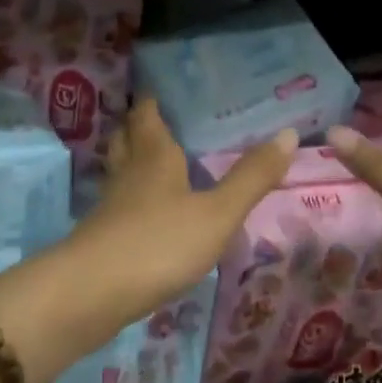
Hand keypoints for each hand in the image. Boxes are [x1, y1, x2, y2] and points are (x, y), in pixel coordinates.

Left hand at [72, 98, 298, 326]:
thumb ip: (251, 177)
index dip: (153, 101)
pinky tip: (146, 212)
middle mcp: (129, 172)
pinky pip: (118, 204)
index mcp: (154, 156)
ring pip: (120, 170)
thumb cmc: (160, 243)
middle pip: (128, 138)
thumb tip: (288, 133)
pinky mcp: (102, 236)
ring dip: (132, 159)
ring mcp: (111, 205)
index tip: (164, 90)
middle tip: (161, 120)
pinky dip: (131, 197)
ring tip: (154, 160)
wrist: (93, 293)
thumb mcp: (218, 213)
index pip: (148, 115)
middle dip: (139, 126)